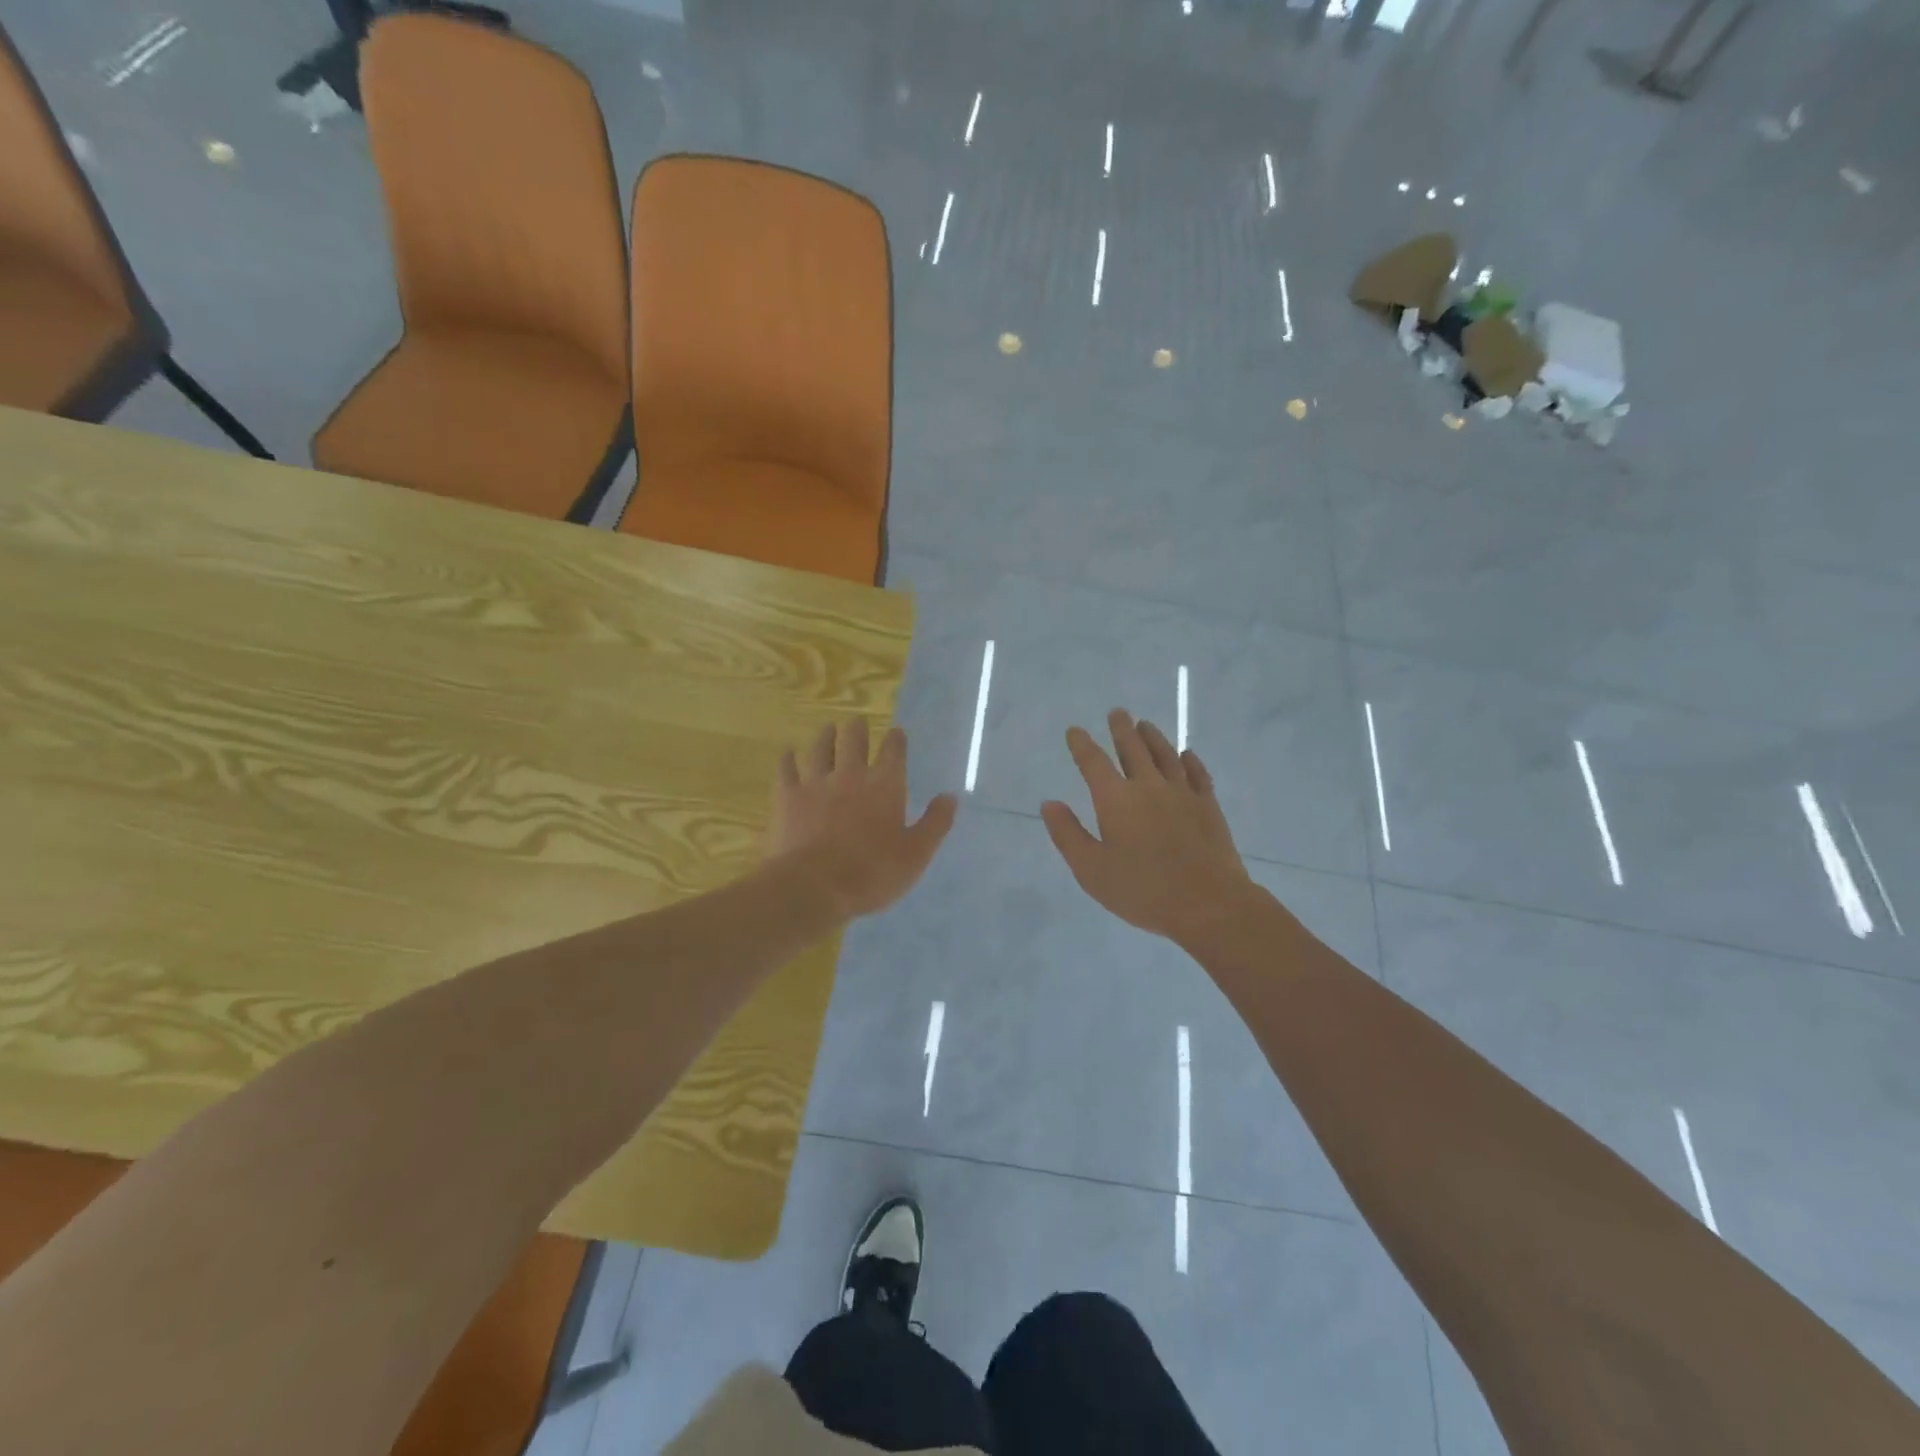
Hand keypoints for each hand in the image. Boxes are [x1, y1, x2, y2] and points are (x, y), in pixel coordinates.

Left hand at [765, 718, 957, 920]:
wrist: (814, 887)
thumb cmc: (872, 873)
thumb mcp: (916, 854)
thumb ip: (935, 823)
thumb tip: (951, 797)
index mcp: (885, 786)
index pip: (893, 752)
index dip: (896, 740)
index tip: (896, 732)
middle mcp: (851, 775)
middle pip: (853, 740)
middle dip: (857, 729)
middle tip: (857, 722)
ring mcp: (816, 783)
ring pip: (820, 748)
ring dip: (825, 736)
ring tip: (828, 729)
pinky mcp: (787, 797)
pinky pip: (787, 769)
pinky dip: (788, 759)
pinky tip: (788, 753)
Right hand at [1042, 709, 1256, 946]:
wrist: (1208, 904)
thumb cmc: (1143, 890)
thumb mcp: (1091, 870)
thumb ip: (1068, 834)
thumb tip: (1049, 803)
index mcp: (1116, 800)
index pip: (1094, 763)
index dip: (1082, 745)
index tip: (1075, 731)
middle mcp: (1148, 786)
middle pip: (1133, 749)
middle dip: (1122, 729)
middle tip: (1117, 713)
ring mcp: (1182, 793)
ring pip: (1166, 755)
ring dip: (1153, 737)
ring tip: (1145, 724)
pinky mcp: (1208, 806)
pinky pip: (1198, 773)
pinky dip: (1190, 760)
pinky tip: (1187, 755)